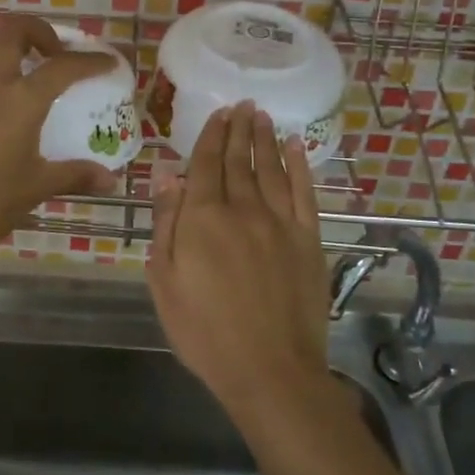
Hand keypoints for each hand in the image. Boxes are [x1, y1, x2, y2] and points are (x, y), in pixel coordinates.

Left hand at [0, 15, 116, 265]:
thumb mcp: (37, 187)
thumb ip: (75, 175)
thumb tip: (112, 180)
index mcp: (21, 100)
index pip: (63, 67)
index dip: (89, 61)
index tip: (107, 62)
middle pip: (14, 31)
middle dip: (40, 31)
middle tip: (53, 53)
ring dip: (2, 38)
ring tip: (17, 58)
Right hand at [147, 103, 328, 422]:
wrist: (270, 370)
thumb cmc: (204, 331)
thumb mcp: (165, 281)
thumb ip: (166, 224)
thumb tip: (167, 176)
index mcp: (203, 218)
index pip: (205, 164)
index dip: (210, 136)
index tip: (217, 113)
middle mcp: (242, 209)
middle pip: (238, 160)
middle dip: (238, 129)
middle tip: (241, 105)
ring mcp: (280, 222)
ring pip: (270, 168)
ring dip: (265, 139)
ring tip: (262, 115)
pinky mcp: (308, 239)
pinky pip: (304, 192)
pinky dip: (299, 166)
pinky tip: (296, 147)